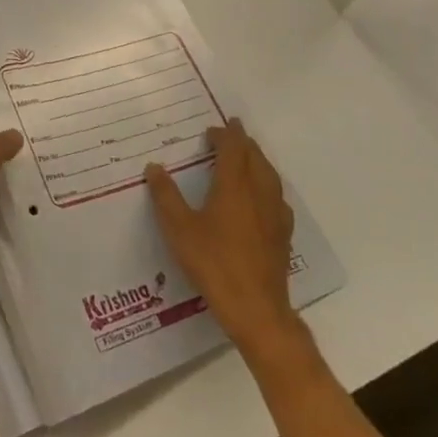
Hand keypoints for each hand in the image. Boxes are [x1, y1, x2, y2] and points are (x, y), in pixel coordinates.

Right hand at [146, 119, 300, 348]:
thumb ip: (166, 196)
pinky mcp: (283, 233)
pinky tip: (261, 197)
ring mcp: (275, 213)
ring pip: (269, 175)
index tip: (215, 128)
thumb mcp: (179, 229)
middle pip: (255, 157)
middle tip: (229, 135)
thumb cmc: (213, 263)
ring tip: (245, 158)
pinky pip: (277, 196)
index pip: (234, 148)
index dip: (225, 134)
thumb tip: (154, 167)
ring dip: (257, 160)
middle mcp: (259, 192)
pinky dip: (266, 184)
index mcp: (234, 185)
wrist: (256, 308)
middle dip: (243, 143)